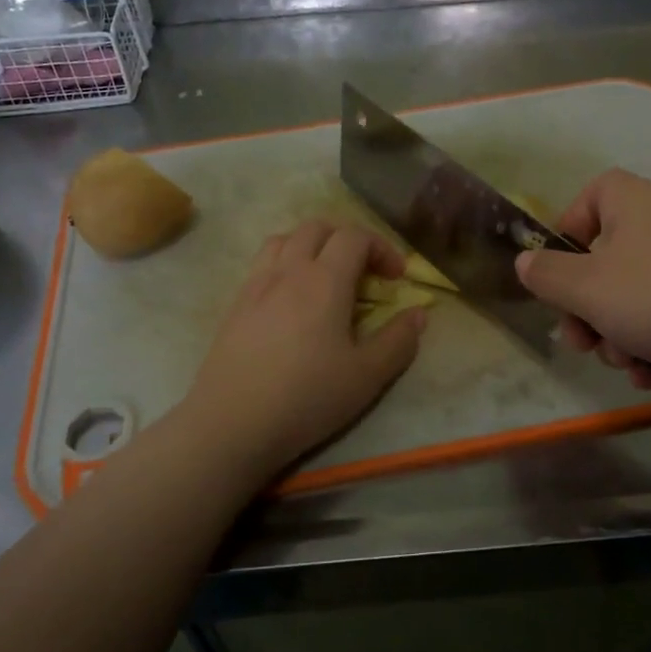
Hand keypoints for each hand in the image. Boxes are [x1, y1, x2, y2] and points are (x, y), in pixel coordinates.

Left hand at [182, 221, 425, 481]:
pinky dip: (284, 264)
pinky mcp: (235, 305)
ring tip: (325, 277)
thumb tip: (418, 314)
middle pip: (317, 228)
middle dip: (347, 240)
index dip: (381, 248)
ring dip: (312, 246)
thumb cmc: (306, 398)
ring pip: (284, 239)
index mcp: (324, 280)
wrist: (232, 423)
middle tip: (364, 273)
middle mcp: (288, 271)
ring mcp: (256, 285)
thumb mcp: (367, 376)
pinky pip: (262, 263)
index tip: (396, 278)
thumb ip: (398, 341)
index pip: (354, 236)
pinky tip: (290, 301)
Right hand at [515, 169, 650, 390]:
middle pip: (608, 258)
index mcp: (632, 202)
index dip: (566, 236)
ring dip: (620, 334)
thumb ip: (546, 274)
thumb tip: (526, 262)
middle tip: (582, 344)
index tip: (559, 278)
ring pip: (638, 294)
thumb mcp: (585, 289)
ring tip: (629, 365)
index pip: (589, 197)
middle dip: (588, 308)